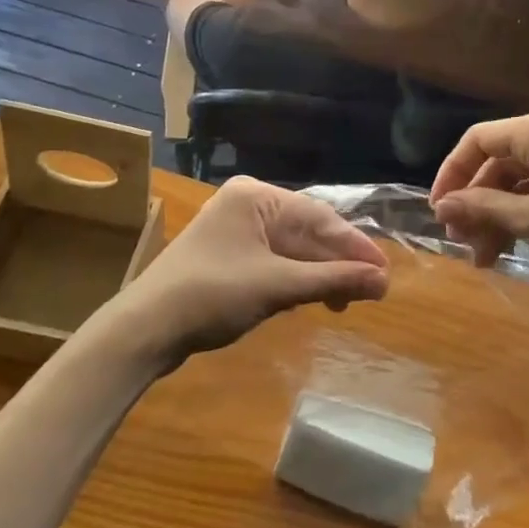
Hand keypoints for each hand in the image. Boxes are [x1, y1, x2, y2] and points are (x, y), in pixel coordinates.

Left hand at [114, 176, 388, 362]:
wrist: (143, 330)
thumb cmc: (212, 295)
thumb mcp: (277, 286)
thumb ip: (332, 279)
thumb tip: (383, 280)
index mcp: (256, 196)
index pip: (319, 217)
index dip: (355, 247)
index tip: (385, 272)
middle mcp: (247, 204)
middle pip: (307, 231)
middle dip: (338, 262)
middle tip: (373, 290)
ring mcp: (236, 230)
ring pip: (292, 249)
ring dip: (319, 274)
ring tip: (347, 300)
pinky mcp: (229, 256)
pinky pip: (274, 261)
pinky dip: (296, 279)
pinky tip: (314, 297)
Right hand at [430, 114, 528, 290]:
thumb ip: (485, 210)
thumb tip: (443, 205)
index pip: (477, 140)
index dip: (451, 174)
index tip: (438, 213)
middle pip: (499, 165)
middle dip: (479, 207)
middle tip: (466, 247)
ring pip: (524, 184)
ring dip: (505, 221)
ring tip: (494, 262)